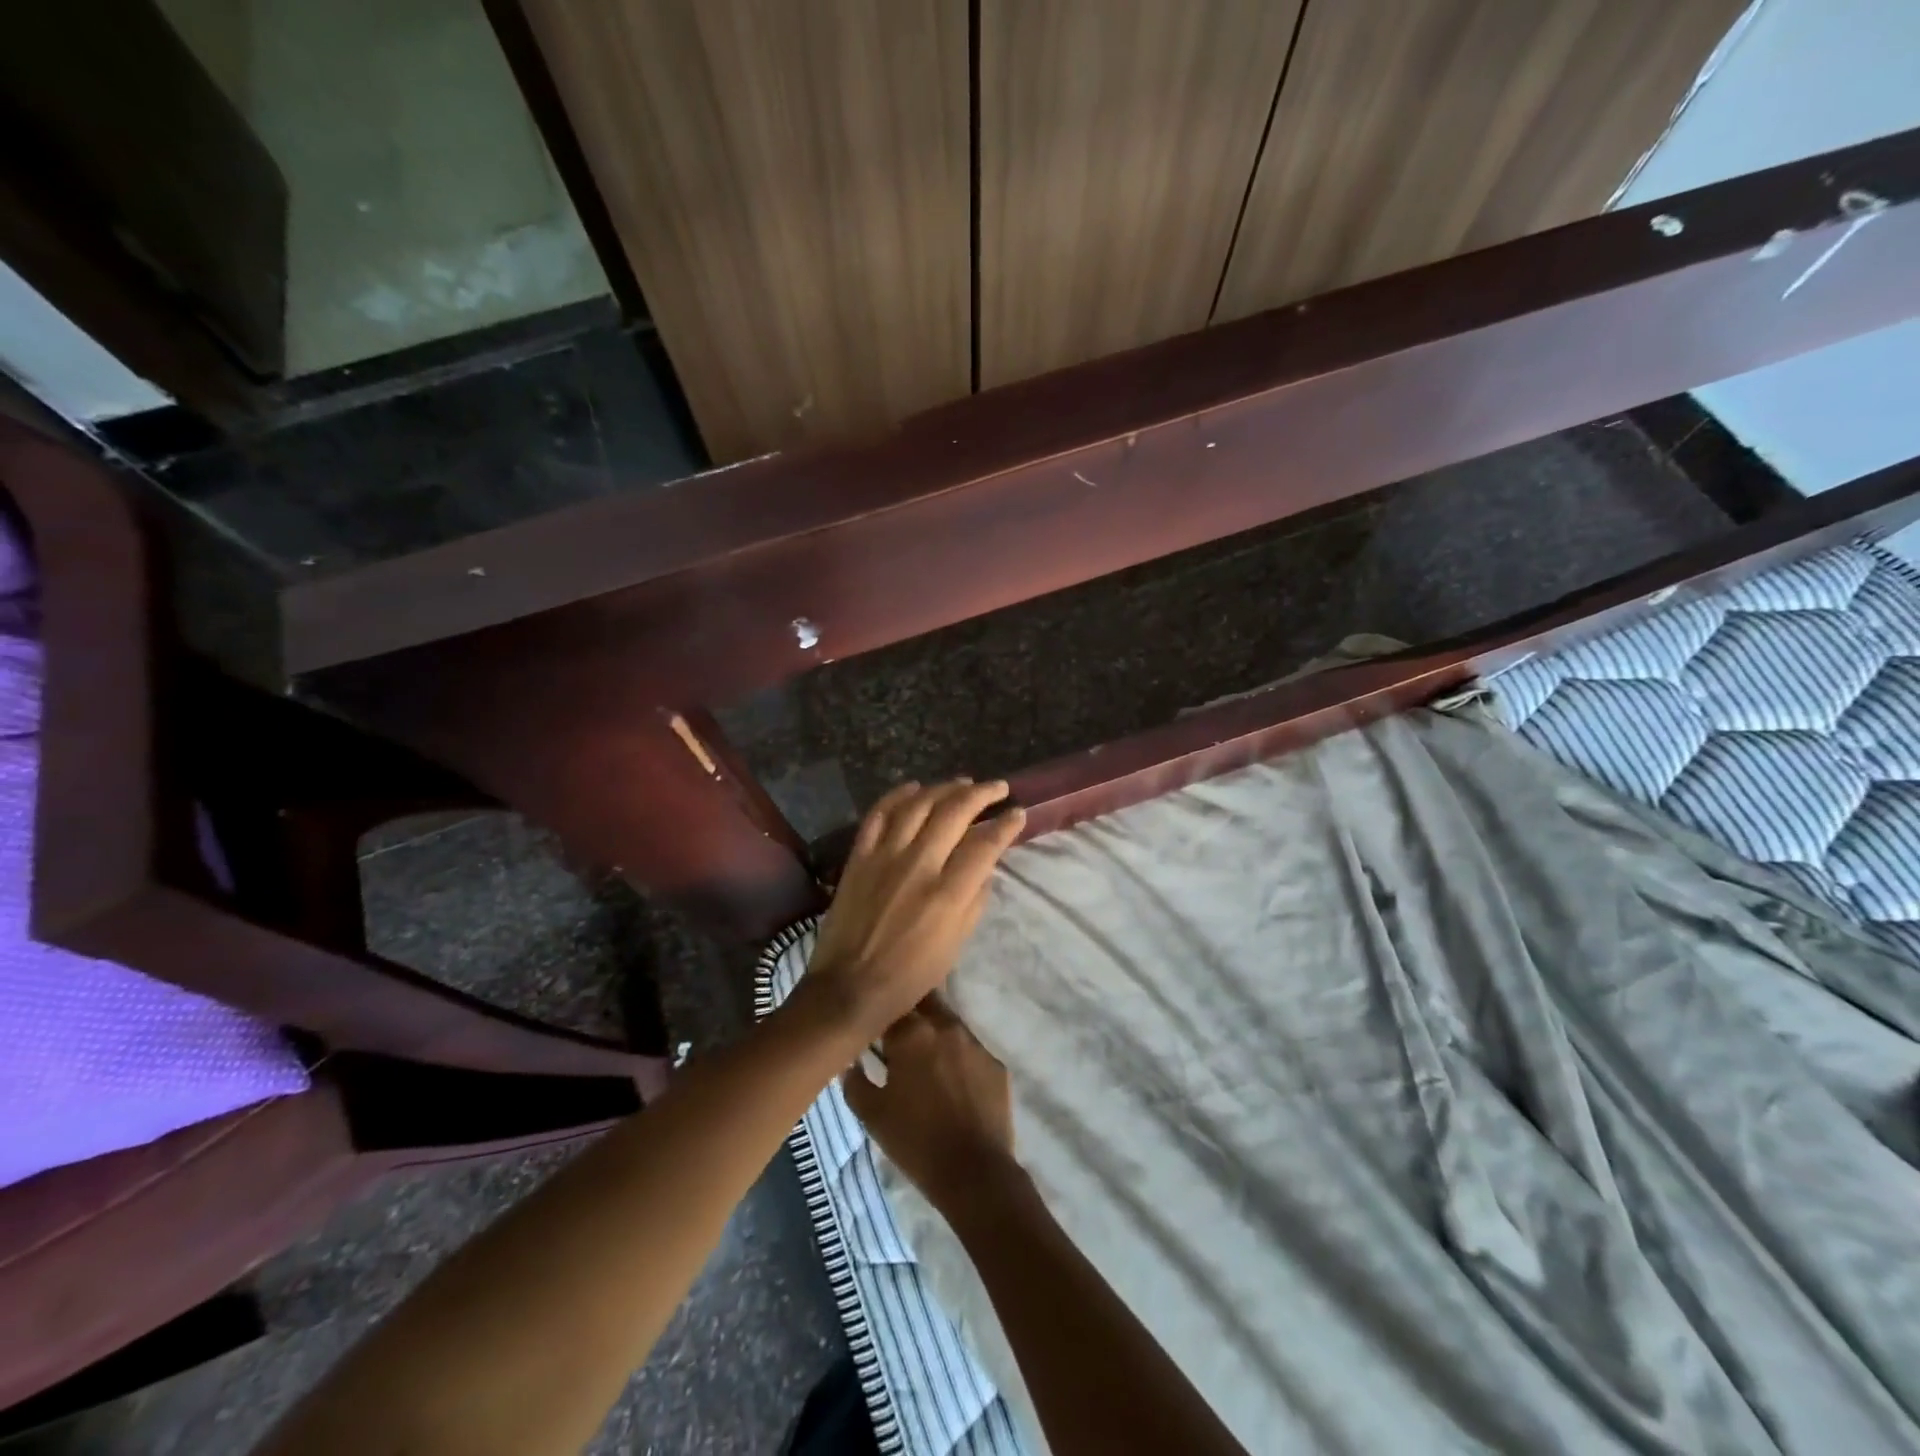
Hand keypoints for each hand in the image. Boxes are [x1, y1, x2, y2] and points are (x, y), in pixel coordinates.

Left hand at [802, 779, 1024, 1044]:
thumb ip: (975, 900)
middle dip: (981, 794)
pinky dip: (897, 795)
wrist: (849, 986)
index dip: (1006, 825)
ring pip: (918, 805)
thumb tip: (985, 867)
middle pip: (954, 813)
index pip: (985, 845)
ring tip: (963, 782)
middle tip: (997, 787)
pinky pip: (879, 814)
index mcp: (947, 894)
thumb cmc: (910, 974)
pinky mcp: (859, 856)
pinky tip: (914, 787)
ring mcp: (885, 856)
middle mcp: (918, 865)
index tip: (1018, 813)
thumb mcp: (956, 945)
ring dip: (944, 788)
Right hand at [842, 997, 1019, 1217]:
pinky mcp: (995, 1063)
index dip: (881, 1016)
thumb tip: (849, 1060)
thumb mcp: (871, 1114)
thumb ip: (854, 1080)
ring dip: (936, 1035)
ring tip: (927, 1064)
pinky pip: (971, 1051)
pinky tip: (954, 1085)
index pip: (891, 1006)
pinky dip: (958, 1059)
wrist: (974, 1173)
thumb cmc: (915, 1141)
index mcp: (912, 1033)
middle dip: (911, 1013)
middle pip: (925, 1002)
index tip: (874, 1031)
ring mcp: (974, 1043)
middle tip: (900, 1038)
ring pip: (949, 1025)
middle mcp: (945, 1026)